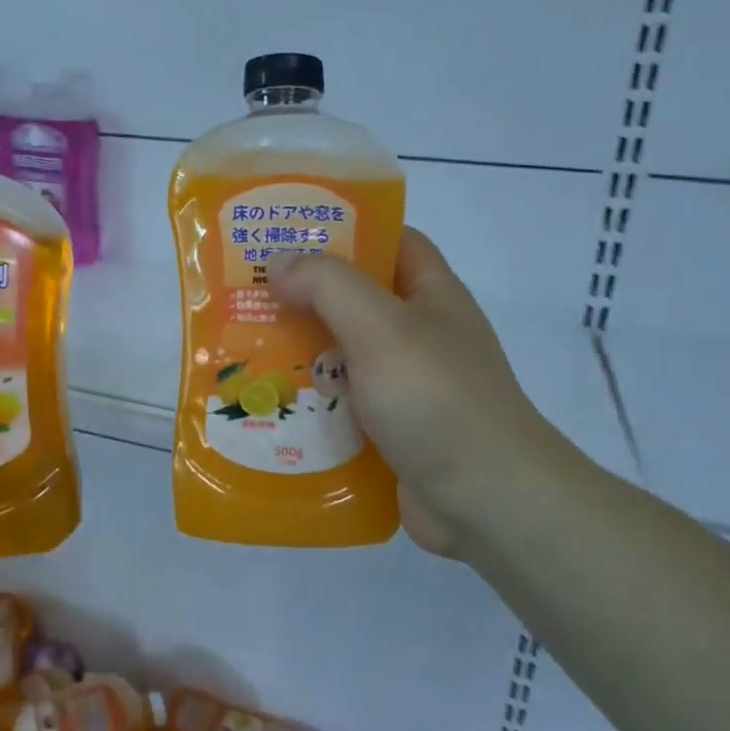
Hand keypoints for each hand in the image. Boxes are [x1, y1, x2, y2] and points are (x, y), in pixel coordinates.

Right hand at [271, 228, 554, 559]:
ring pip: (342, 355)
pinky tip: (267, 403)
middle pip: (356, 300)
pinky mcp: (390, 430)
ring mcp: (406, 385)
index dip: (344, 230)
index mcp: (431, 295)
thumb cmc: (437, 398)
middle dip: (304, 296)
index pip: (390, 241)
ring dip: (299, 353)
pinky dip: (309, 402)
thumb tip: (278, 261)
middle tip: (246, 293)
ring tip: (241, 347)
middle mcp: (420, 334)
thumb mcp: (381, 327)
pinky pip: (341, 404)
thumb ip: (328, 286)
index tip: (287, 234)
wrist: (488, 501)